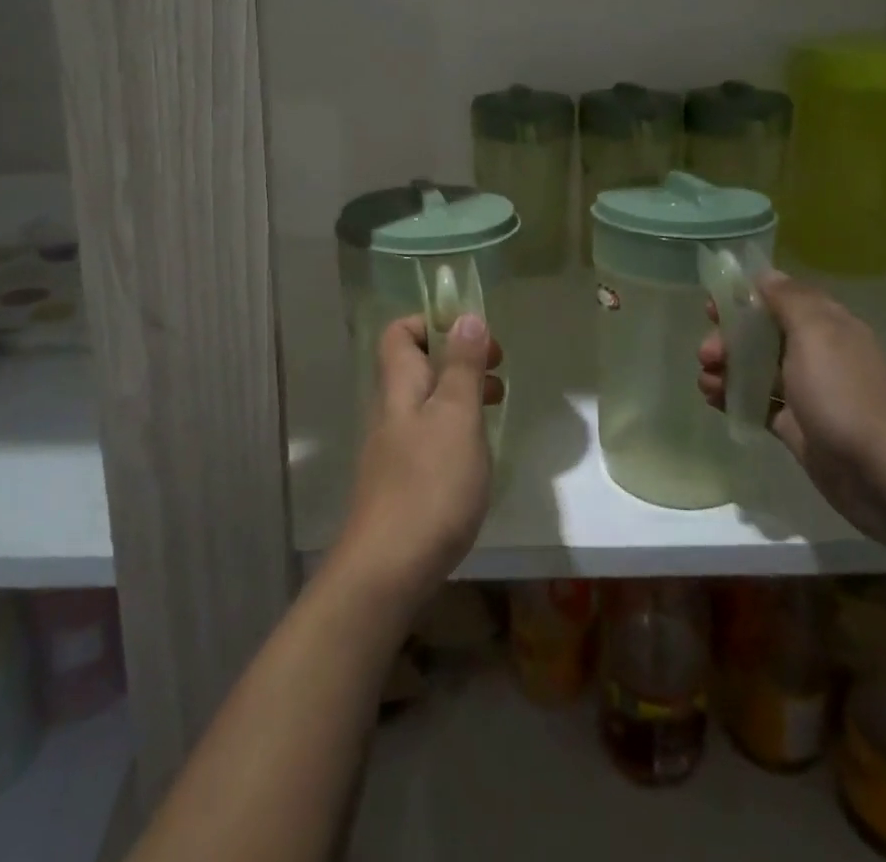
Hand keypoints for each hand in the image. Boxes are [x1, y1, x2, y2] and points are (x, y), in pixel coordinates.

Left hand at [331, 313, 502, 613]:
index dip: (433, 323)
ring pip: (427, 402)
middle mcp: (391, 410)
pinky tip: (477, 453)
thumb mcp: (456, 416)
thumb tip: (466, 316)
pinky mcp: (402, 481)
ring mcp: (393, 448)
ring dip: (461, 394)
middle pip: (417, 365)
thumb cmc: (429, 484)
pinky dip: (455, 430)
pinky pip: (429, 436)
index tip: (475, 337)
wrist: (388, 570)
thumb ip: (462, 367)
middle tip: (497, 371)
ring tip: (497, 406)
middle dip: (458, 359)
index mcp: (399, 386)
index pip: (400, 333)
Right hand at [699, 272, 885, 550]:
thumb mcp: (817, 333)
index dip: (745, 298)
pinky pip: (757, 403)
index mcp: (827, 326)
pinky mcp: (796, 427)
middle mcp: (816, 354)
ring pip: (756, 369)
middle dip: (728, 338)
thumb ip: (789, 300)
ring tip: (707, 383)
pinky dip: (733, 398)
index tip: (712, 307)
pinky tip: (713, 400)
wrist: (884, 474)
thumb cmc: (845, 393)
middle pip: (762, 335)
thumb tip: (766, 275)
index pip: (780, 298)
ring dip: (726, 369)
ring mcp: (806, 393)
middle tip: (707, 353)